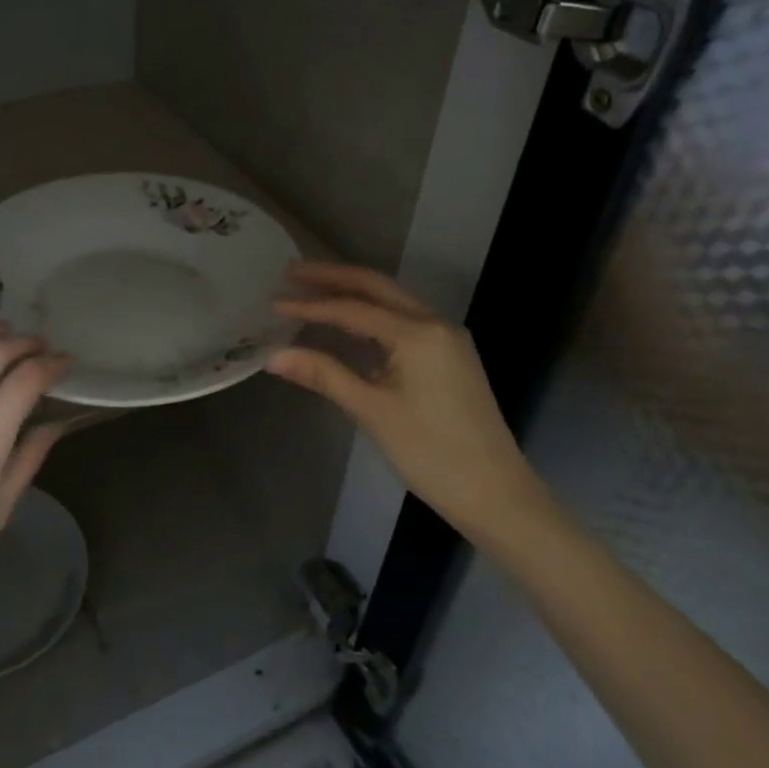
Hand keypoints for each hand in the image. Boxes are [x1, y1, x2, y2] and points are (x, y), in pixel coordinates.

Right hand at [268, 261, 548, 544]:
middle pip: (377, 287)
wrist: (496, 494)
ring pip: (392, 302)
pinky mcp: (449, 357)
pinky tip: (348, 325)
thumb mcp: (372, 411)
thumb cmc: (431, 452)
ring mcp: (447, 340)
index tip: (274, 302)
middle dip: (333, 277)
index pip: (353, 309)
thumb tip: (272, 355)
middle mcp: (435, 324)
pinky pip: (403, 322)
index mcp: (418, 333)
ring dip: (353, 293)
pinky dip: (371, 316)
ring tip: (312, 290)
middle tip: (291, 273)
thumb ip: (323, 375)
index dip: (310, 305)